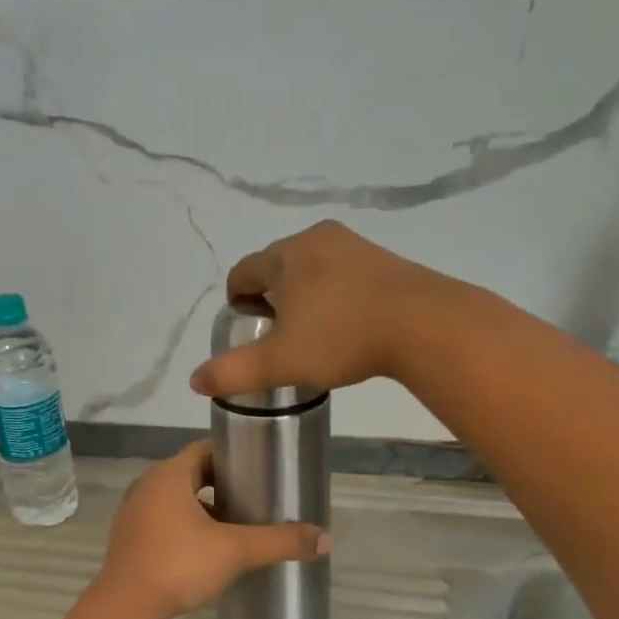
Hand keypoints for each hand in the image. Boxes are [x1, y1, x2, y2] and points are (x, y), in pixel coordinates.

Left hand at [96, 442, 328, 618]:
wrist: (126, 609)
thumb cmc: (179, 565)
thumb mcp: (235, 551)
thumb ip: (279, 541)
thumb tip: (326, 538)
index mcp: (168, 475)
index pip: (204, 450)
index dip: (233, 456)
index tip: (259, 468)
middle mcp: (146, 486)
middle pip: (189, 474)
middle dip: (220, 484)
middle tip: (253, 498)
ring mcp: (132, 513)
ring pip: (174, 499)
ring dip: (201, 507)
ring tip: (233, 525)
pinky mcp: (128, 539)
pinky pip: (161, 521)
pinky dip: (183, 526)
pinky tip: (204, 550)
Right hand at [187, 221, 459, 401]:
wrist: (424, 324)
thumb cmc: (342, 338)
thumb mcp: (280, 362)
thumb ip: (233, 371)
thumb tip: (195, 380)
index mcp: (281, 257)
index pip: (241, 275)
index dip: (238, 305)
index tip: (252, 333)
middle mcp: (312, 238)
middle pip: (274, 267)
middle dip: (271, 298)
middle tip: (283, 337)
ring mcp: (351, 243)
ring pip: (309, 267)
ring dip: (303, 294)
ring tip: (315, 331)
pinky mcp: (382, 255)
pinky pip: (341, 270)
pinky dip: (334, 290)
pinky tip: (348, 320)